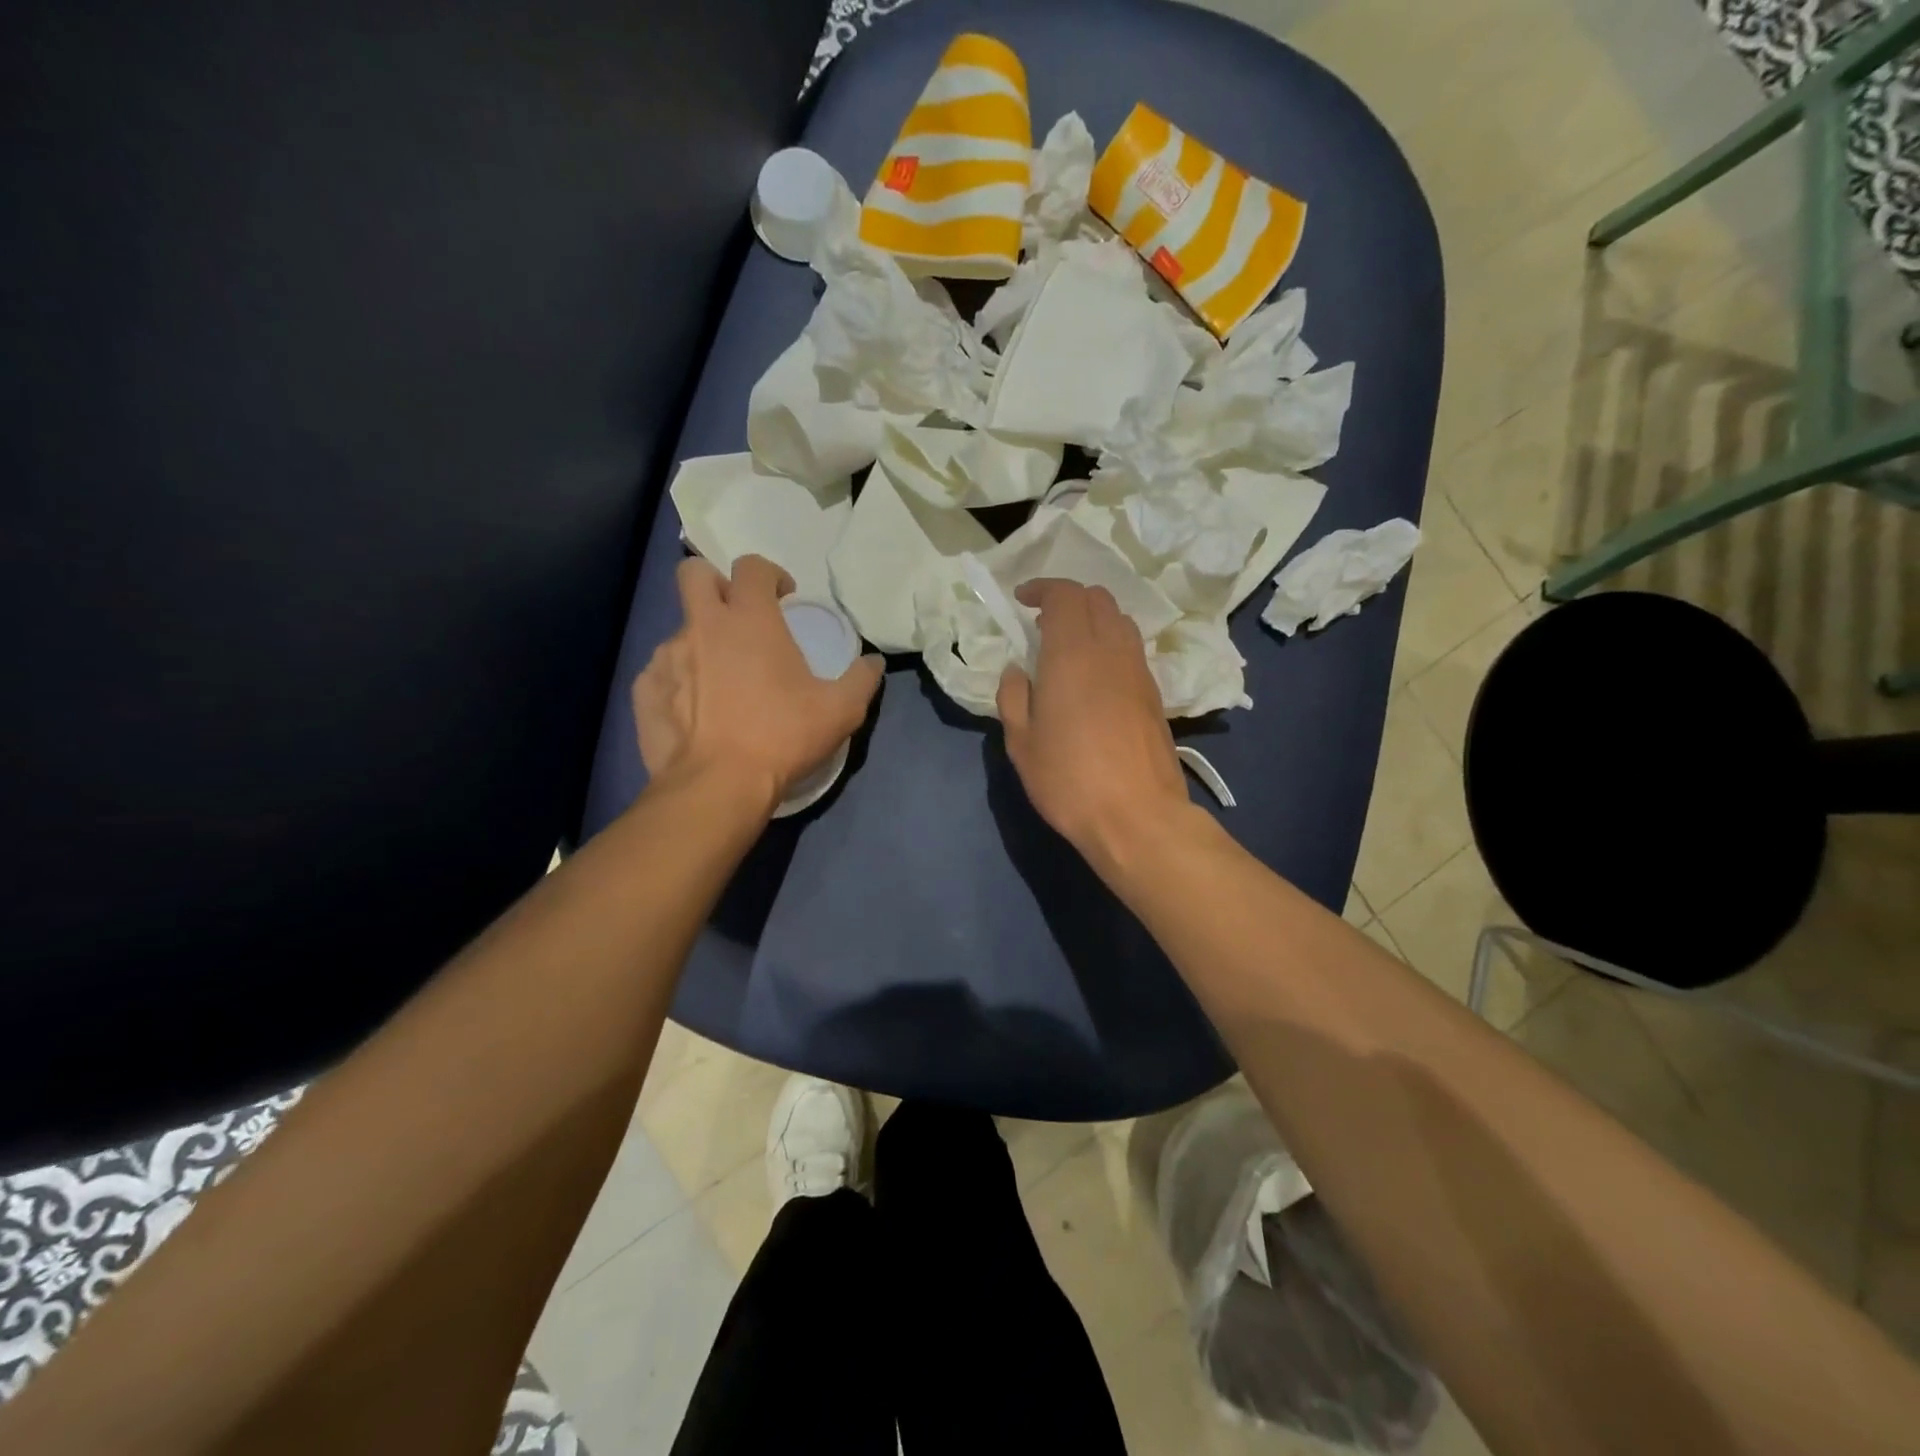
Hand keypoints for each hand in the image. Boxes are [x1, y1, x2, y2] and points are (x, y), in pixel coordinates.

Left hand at [633, 555, 882, 809]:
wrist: (717, 785)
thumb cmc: (783, 737)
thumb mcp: (841, 711)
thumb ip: (862, 679)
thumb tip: (874, 662)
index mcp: (750, 619)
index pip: (751, 566)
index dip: (770, 574)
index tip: (783, 598)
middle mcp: (703, 626)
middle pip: (693, 573)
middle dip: (714, 583)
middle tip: (738, 617)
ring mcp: (667, 656)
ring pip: (680, 629)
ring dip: (701, 642)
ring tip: (721, 681)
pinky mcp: (644, 690)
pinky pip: (661, 672)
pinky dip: (679, 682)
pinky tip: (696, 711)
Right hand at [996, 580, 1190, 867]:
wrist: (1137, 816)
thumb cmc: (1069, 780)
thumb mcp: (1022, 743)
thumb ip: (1013, 697)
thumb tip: (1018, 670)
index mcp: (1073, 654)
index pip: (1065, 595)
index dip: (1042, 589)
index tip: (1022, 600)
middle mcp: (1111, 650)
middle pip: (1097, 599)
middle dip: (1068, 599)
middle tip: (1042, 623)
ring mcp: (1138, 670)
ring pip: (1119, 620)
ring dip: (1093, 619)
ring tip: (1069, 646)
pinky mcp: (1155, 693)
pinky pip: (1131, 648)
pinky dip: (1110, 643)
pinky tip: (1094, 675)